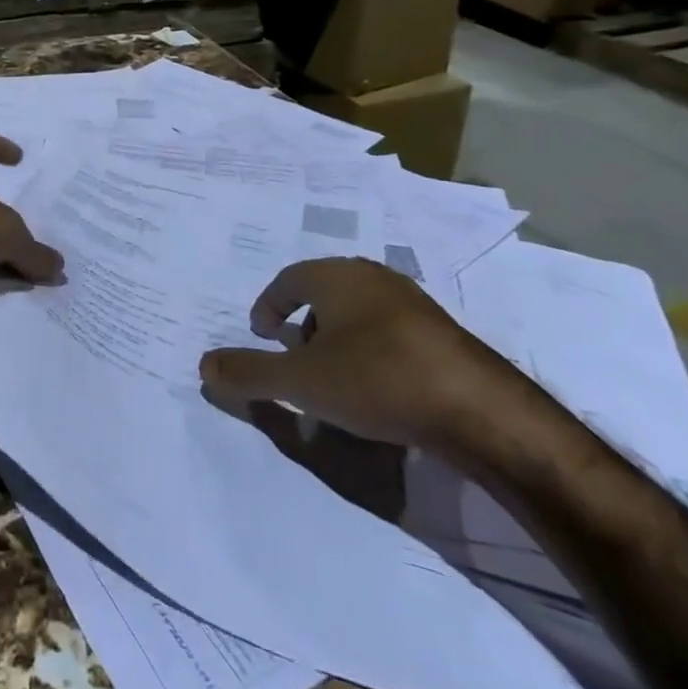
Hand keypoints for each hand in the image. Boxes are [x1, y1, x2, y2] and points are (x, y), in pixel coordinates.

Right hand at [198, 257, 516, 449]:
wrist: (483, 412)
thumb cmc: (379, 381)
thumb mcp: (303, 382)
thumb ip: (250, 373)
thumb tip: (204, 367)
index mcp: (337, 276)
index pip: (288, 279)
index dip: (268, 305)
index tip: (261, 334)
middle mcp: (374, 278)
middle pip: (324, 292)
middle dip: (302, 323)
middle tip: (294, 358)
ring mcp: (414, 304)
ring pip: (358, 312)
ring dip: (337, 339)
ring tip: (334, 380)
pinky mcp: (443, 335)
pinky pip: (390, 333)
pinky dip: (370, 352)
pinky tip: (378, 390)